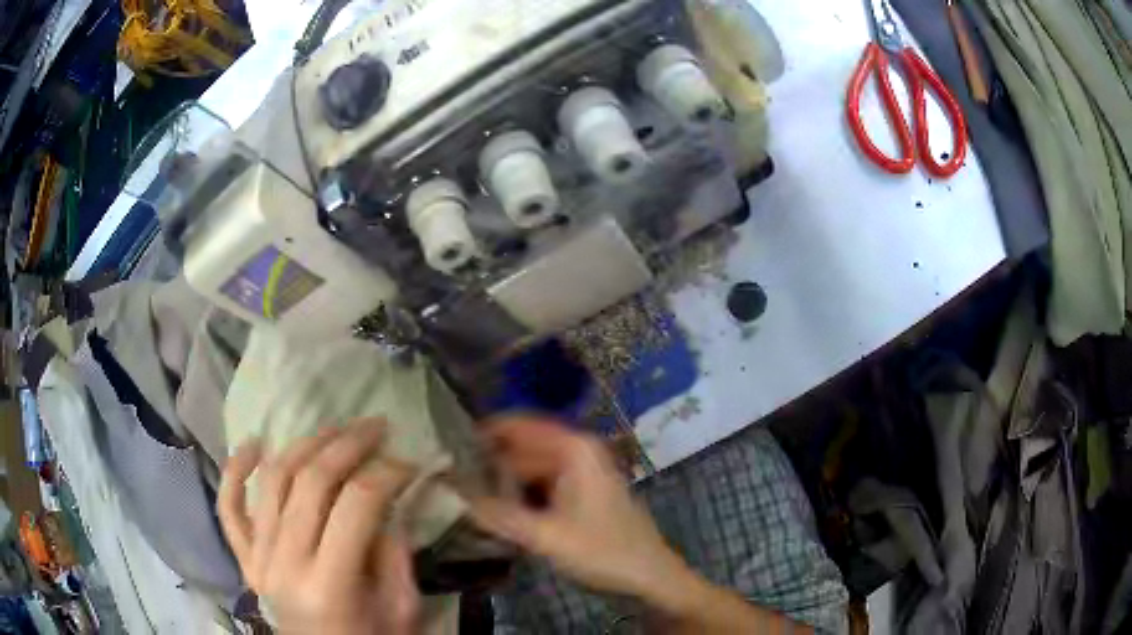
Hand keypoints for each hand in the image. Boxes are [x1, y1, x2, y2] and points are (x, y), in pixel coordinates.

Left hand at [218, 419, 419, 634]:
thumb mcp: (400, 610)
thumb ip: (394, 555)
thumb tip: (390, 501)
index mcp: (329, 586)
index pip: (356, 506)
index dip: (386, 474)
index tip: (409, 464)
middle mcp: (284, 563)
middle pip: (311, 482)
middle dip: (348, 444)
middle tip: (376, 426)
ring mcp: (258, 557)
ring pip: (273, 481)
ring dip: (304, 444)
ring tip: (333, 428)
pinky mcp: (246, 557)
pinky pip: (230, 507)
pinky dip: (236, 470)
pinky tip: (254, 443)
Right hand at [467, 417, 695, 606]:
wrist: (650, 575)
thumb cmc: (605, 552)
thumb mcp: (547, 537)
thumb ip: (498, 516)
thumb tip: (451, 493)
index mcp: (573, 449)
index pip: (516, 424)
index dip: (481, 433)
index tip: (446, 448)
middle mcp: (576, 451)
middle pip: (520, 448)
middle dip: (487, 463)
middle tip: (447, 480)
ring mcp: (580, 472)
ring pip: (528, 469)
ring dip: (500, 482)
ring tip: (462, 495)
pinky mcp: (579, 492)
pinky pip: (540, 485)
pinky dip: (518, 495)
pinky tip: (494, 511)